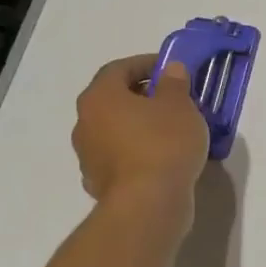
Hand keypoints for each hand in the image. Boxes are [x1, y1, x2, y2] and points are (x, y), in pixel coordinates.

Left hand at [71, 54, 209, 223]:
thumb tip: (169, 69)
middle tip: (174, 98)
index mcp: (100, 97)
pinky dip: (138, 149)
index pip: (118, 69)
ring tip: (173, 129)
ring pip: (116, 128)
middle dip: (143, 95)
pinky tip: (163, 157)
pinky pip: (120, 155)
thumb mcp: (180, 106)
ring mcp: (88, 154)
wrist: (147, 203)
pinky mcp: (99, 180)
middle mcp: (85, 122)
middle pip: (114, 99)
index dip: (145, 63)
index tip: (171, 68)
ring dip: (140, 124)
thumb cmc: (163, 143)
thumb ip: (174, 83)